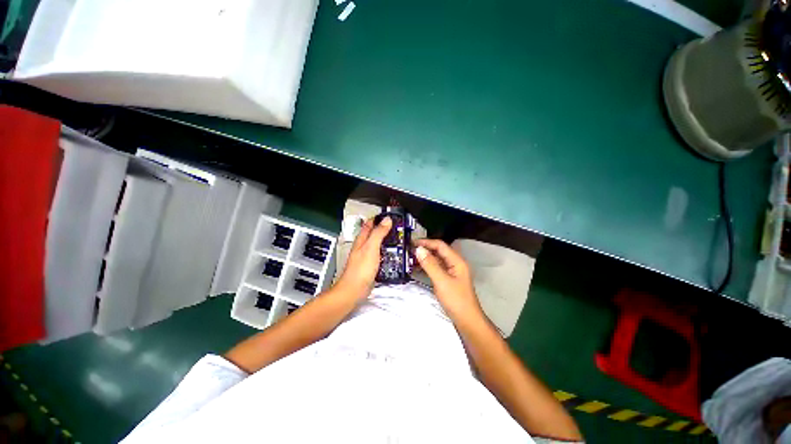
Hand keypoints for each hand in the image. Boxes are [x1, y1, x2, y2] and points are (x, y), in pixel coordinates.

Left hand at [335, 216, 391, 300]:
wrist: (354, 290)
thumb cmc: (361, 269)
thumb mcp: (371, 248)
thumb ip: (378, 233)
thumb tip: (387, 220)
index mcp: (362, 240)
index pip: (370, 224)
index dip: (378, 218)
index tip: (390, 215)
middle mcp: (363, 246)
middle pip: (374, 233)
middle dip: (385, 229)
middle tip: (398, 227)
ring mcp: (367, 256)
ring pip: (378, 244)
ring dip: (386, 240)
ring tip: (398, 238)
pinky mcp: (371, 265)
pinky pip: (380, 255)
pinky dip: (387, 252)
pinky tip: (393, 254)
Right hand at [414, 239, 483, 322]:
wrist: (467, 321)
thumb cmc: (456, 300)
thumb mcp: (441, 281)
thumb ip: (430, 264)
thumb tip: (418, 249)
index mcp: (456, 261)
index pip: (440, 245)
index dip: (426, 242)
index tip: (412, 243)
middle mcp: (455, 264)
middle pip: (439, 251)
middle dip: (425, 249)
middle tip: (409, 250)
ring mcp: (451, 272)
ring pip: (437, 260)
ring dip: (425, 258)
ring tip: (411, 258)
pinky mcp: (448, 280)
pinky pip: (436, 269)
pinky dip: (427, 267)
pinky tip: (418, 268)